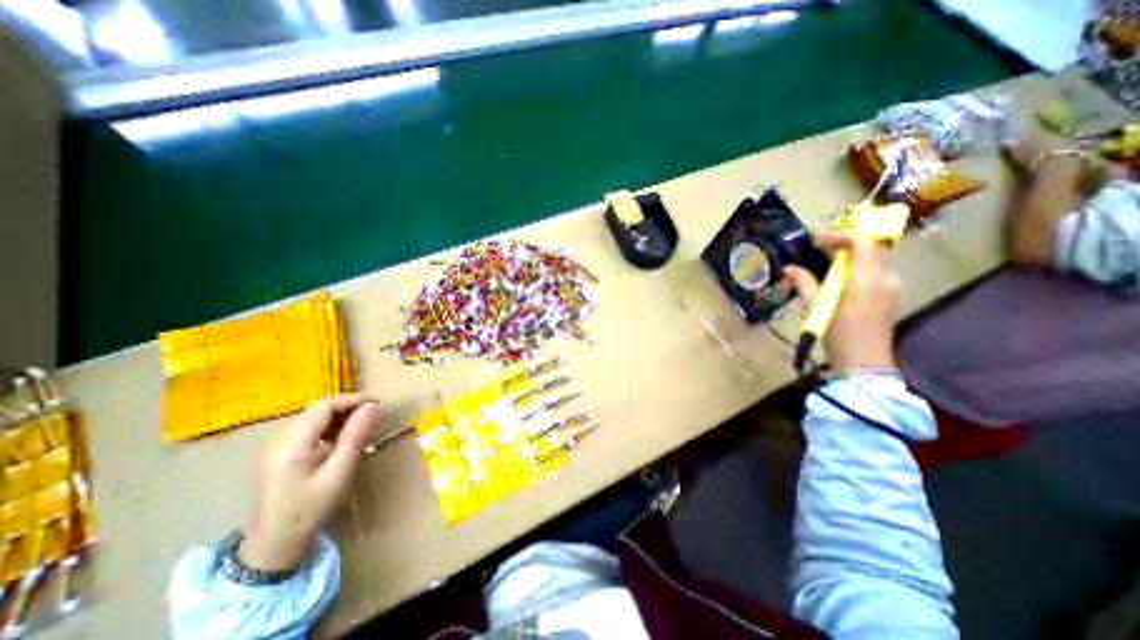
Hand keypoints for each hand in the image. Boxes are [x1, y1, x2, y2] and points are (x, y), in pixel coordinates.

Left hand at [240, 394, 382, 570]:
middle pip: (317, 409)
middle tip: (373, 417)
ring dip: (339, 417)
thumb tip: (372, 407)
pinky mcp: (279, 455)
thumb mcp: (339, 473)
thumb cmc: (310, 510)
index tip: (377, 405)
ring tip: (362, 428)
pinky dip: (328, 428)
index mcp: (292, 445)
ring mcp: (276, 448)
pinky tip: (342, 440)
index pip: (323, 406)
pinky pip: (307, 430)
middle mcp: (279, 440)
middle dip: (347, 407)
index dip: (351, 400)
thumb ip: (355, 437)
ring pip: (312, 418)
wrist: (272, 547)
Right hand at [785, 227, 900, 369]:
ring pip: (868, 262)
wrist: (864, 363)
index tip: (815, 236)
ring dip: (845, 258)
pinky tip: (834, 280)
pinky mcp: (887, 297)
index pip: (861, 243)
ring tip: (820, 262)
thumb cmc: (838, 334)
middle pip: (866, 250)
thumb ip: (805, 284)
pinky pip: (870, 275)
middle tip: (815, 246)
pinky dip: (852, 271)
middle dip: (840, 245)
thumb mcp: (817, 308)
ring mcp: (889, 288)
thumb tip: (788, 268)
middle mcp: (884, 278)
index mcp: (867, 279)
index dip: (839, 235)